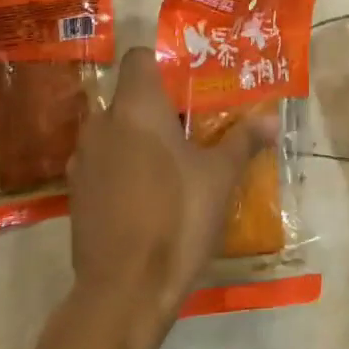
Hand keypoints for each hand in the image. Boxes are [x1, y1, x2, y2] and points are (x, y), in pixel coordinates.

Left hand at [66, 48, 277, 325]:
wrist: (125, 290)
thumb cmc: (178, 216)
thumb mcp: (221, 176)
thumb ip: (243, 140)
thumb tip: (272, 120)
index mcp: (136, 108)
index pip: (138, 58)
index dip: (162, 62)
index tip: (189, 82)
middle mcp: (102, 125)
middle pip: (127, 96)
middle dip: (157, 105)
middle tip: (193, 123)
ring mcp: (83, 161)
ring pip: (113, 131)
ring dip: (138, 137)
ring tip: (174, 158)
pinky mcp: (76, 194)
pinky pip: (103, 162)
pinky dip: (123, 165)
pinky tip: (149, 192)